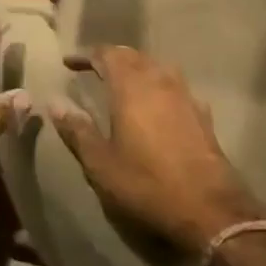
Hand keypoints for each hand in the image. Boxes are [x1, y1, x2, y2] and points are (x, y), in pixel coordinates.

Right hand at [49, 46, 265, 257]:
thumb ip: (77, 130)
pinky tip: (157, 104)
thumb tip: (54, 102)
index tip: (69, 63)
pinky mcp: (202, 115)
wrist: (210, 210)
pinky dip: (159, 86)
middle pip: (133, 56)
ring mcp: (185, 96)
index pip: (106, 55)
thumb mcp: (101, 164)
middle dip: (112, 58)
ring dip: (137, 68)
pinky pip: (175, 87)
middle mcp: (159, 81)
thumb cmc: (147, 184)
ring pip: (157, 67)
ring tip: (123, 82)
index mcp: (131, 87)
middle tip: (94, 68)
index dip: (86, 55)